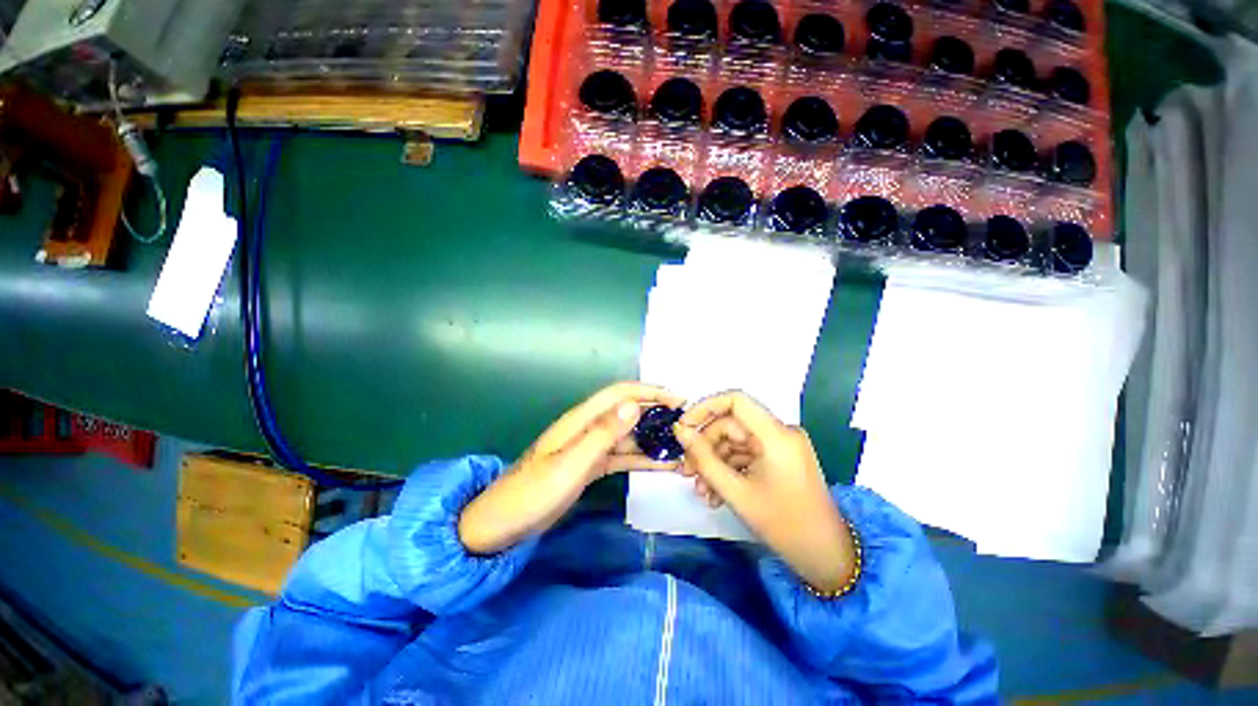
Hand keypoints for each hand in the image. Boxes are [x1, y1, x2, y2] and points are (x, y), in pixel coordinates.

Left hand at [458, 382, 683, 554]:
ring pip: (629, 435)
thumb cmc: (533, 493)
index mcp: (581, 420)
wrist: (502, 524)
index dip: (650, 391)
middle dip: (657, 413)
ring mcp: (590, 447)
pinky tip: (662, 465)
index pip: (621, 394)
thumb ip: (603, 435)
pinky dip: (643, 458)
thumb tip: (634, 406)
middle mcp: (588, 428)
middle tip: (687, 425)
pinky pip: (622, 456)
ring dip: (654, 438)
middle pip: (628, 412)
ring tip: (682, 446)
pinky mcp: (591, 466)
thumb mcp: (570, 464)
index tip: (679, 400)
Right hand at [673, 392, 858, 593]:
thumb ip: (703, 458)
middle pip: (731, 425)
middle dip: (706, 447)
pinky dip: (729, 470)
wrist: (825, 557)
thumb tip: (680, 431)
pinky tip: (716, 494)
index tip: (683, 427)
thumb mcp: (735, 492)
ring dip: (715, 464)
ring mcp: (780, 446)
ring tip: (702, 492)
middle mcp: (780, 433)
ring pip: (735, 443)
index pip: (736, 400)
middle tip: (687, 472)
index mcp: (776, 434)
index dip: (705, 407)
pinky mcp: (779, 459)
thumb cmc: (783, 525)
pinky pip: (746, 455)